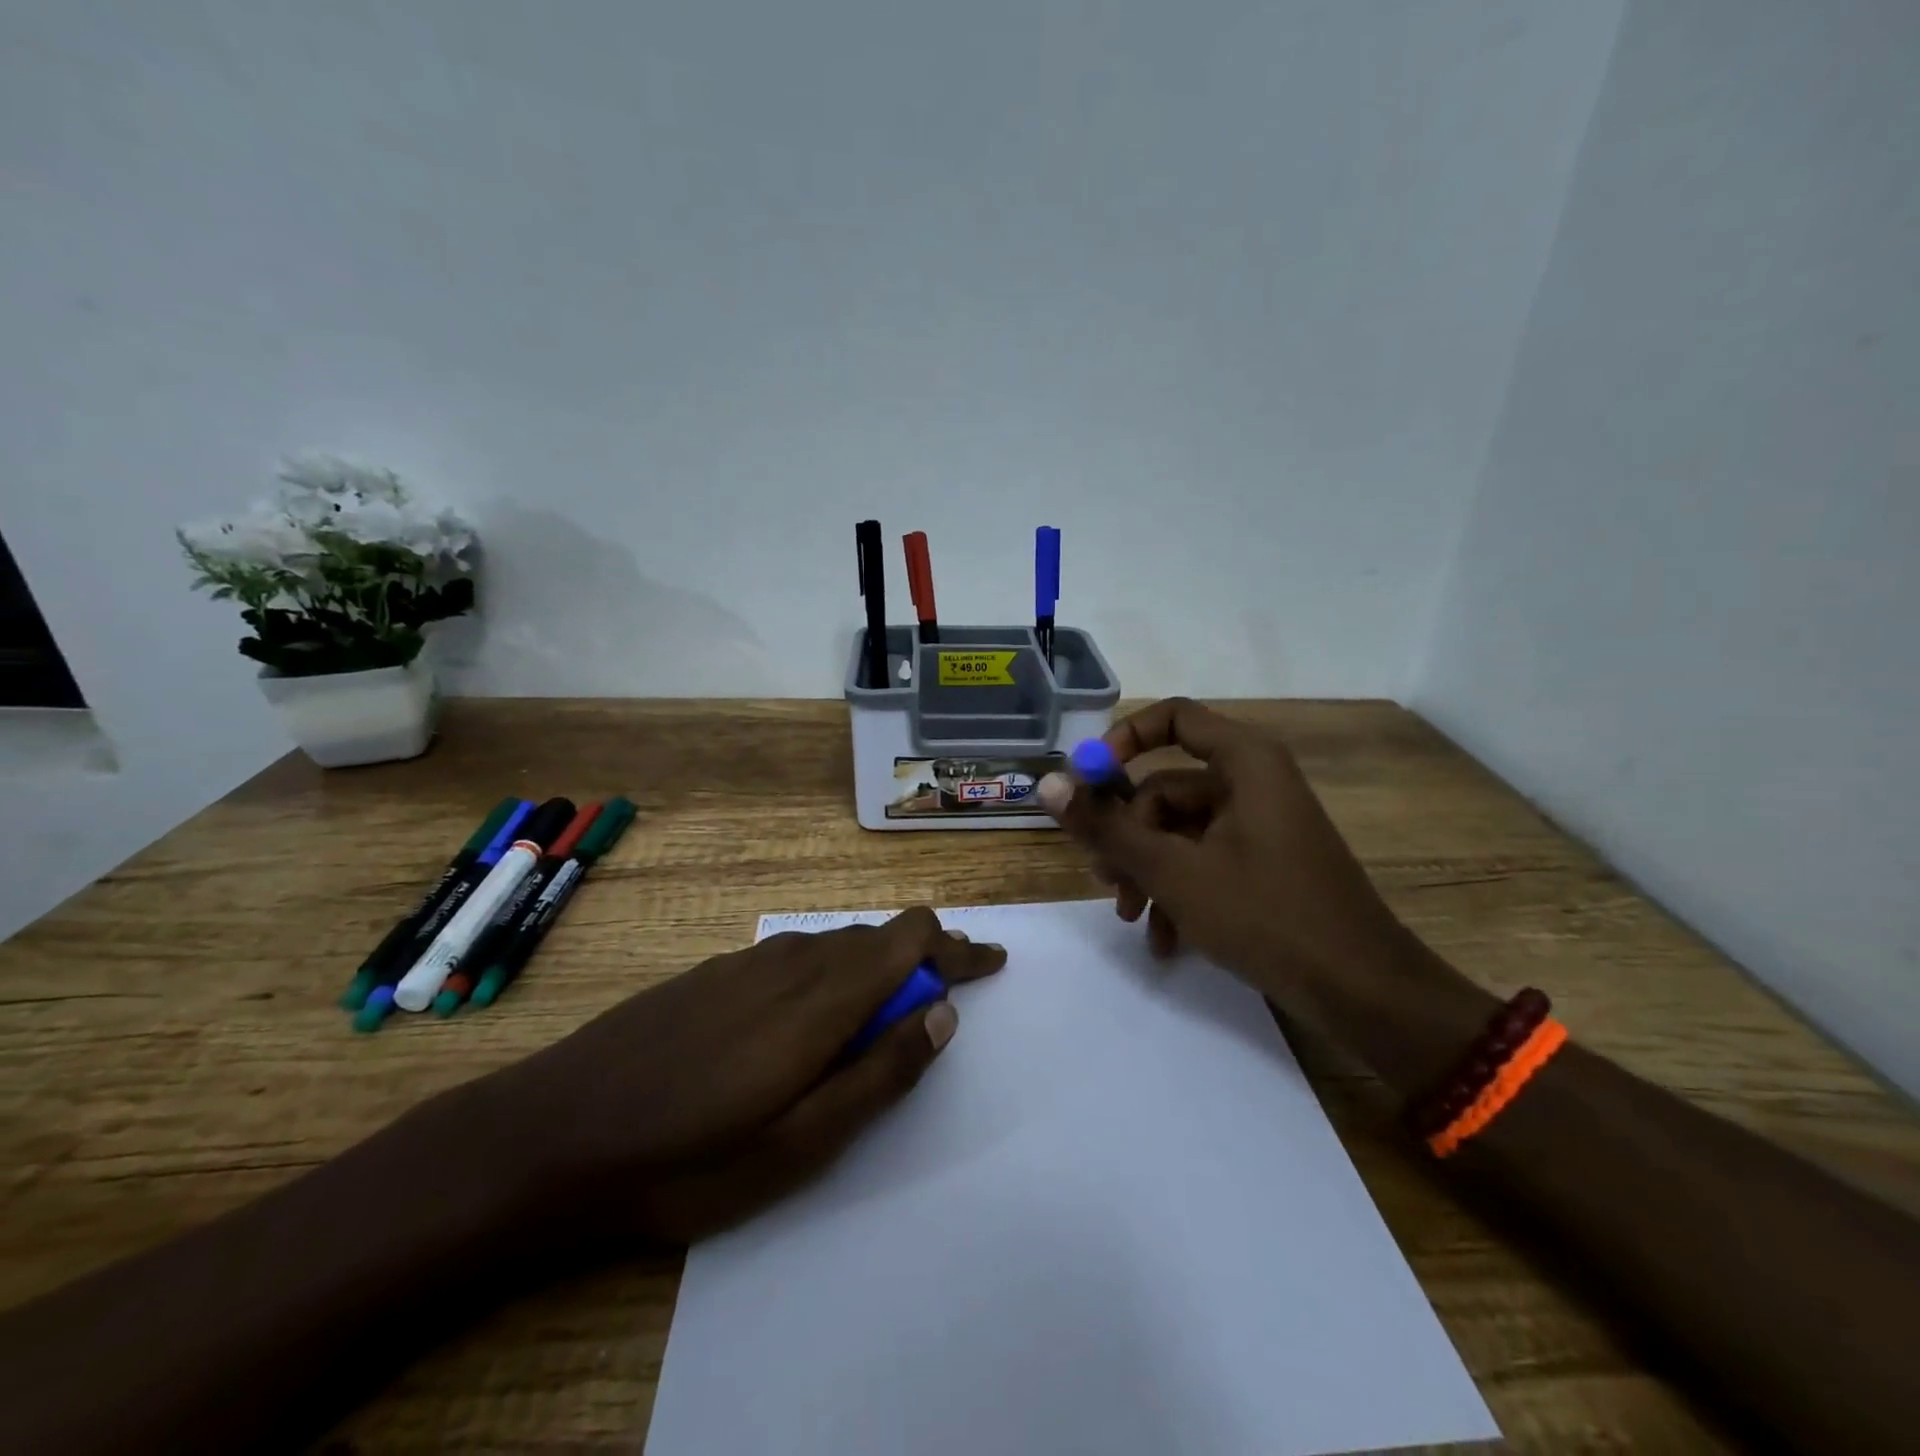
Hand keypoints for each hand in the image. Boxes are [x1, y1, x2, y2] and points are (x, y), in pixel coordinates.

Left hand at [501, 907, 1004, 1244]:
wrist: (553, 1132)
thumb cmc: (685, 1158)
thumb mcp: (798, 1144)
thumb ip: (879, 1073)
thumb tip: (942, 1013)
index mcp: (820, 997)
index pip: (910, 939)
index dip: (957, 947)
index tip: (991, 963)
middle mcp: (791, 959)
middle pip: (878, 936)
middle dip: (925, 959)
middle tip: (947, 997)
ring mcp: (747, 962)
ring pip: (837, 943)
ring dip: (877, 965)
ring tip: (891, 1006)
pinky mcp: (715, 972)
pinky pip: (796, 954)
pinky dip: (832, 971)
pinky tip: (814, 1010)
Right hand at [1038, 698, 1406, 1002]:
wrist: (1364, 993)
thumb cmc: (1268, 916)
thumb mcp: (1174, 871)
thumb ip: (1107, 827)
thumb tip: (1047, 785)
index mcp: (1244, 762)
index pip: (1172, 717)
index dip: (1122, 740)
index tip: (1086, 782)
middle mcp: (1253, 783)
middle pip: (1165, 786)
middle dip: (1128, 836)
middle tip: (1105, 879)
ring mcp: (1260, 826)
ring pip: (1179, 831)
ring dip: (1148, 872)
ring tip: (1133, 917)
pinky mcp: (1264, 864)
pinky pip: (1204, 860)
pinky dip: (1178, 892)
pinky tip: (1164, 940)